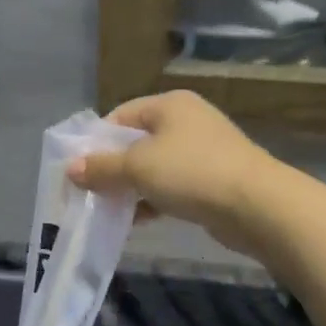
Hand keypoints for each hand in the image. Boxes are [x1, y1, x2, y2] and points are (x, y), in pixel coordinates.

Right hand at [67, 92, 280, 257]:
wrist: (255, 205)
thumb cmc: (191, 173)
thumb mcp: (138, 168)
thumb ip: (102, 168)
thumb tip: (70, 169)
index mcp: (170, 105)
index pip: (121, 116)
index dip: (97, 141)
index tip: (80, 169)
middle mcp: (187, 121)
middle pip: (137, 143)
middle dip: (113, 168)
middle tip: (90, 193)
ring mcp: (203, 151)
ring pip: (154, 168)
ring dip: (131, 188)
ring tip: (110, 211)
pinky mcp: (213, 180)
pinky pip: (172, 187)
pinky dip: (154, 200)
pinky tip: (138, 221)